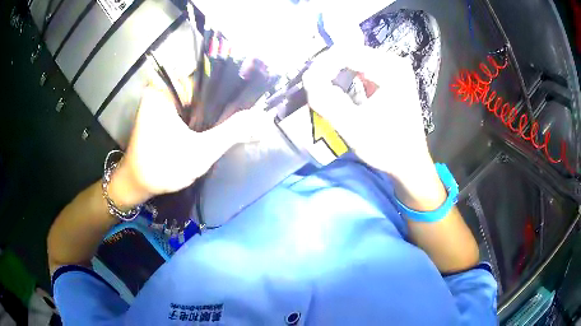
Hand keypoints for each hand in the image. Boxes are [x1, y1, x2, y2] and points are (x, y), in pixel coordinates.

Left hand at [108, 75, 264, 207]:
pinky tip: (211, 131)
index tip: (246, 108)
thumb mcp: (200, 151)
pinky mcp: (162, 113)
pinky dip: (200, 120)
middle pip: (203, 91)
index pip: (208, 79)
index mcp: (166, 89)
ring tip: (229, 128)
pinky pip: (188, 110)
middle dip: (221, 106)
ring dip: (212, 114)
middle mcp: (163, 89)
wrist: (137, 185)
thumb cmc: (162, 167)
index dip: (230, 92)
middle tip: (239, 122)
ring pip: (196, 102)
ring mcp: (161, 101)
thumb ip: (232, 133)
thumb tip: (263, 118)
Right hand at [304, 46, 444, 209]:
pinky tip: (342, 92)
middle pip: (350, 53)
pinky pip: (363, 69)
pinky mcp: (393, 78)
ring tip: (326, 91)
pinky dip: (348, 77)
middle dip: (329, 69)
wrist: (410, 163)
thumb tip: (307, 77)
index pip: (345, 53)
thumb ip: (326, 100)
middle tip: (316, 89)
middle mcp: (394, 62)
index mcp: (390, 68)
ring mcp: (395, 69)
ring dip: (337, 73)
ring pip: (355, 60)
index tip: (309, 84)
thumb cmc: (386, 147)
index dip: (322, 65)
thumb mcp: (352, 126)